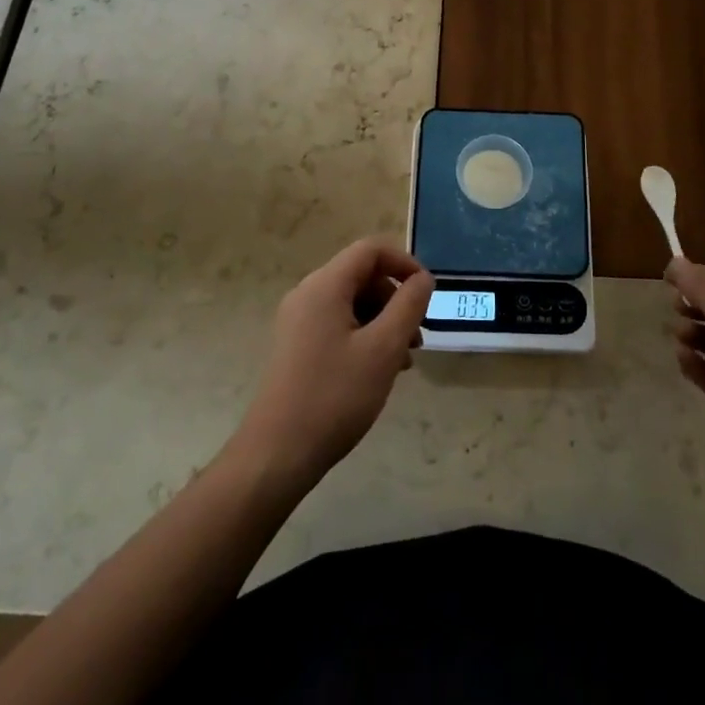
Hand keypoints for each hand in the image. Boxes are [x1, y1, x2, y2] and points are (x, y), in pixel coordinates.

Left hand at [232, 238, 434, 492]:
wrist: (277, 454)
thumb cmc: (335, 396)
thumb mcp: (384, 349)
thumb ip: (409, 306)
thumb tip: (423, 278)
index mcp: (325, 286)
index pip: (371, 249)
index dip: (404, 263)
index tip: (427, 294)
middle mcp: (308, 294)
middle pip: (362, 275)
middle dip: (395, 298)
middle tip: (417, 337)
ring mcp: (298, 321)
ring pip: (352, 302)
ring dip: (384, 321)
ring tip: (404, 360)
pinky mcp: (297, 345)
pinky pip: (339, 324)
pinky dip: (365, 336)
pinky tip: (379, 370)